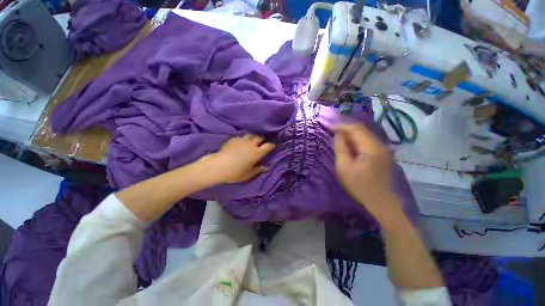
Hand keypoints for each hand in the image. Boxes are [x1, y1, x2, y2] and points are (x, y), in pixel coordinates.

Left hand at [207, 134, 274, 183]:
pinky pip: (242, 136)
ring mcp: (242, 140)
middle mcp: (251, 144)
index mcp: (257, 153)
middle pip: (260, 137)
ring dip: (253, 137)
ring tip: (252, 141)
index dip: (271, 145)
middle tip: (262, 142)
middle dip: (263, 139)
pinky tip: (241, 143)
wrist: (218, 166)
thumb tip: (266, 167)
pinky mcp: (234, 139)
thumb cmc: (235, 173)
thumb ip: (258, 169)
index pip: (268, 146)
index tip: (272, 146)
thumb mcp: (249, 174)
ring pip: (251, 134)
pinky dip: (244, 139)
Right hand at [334, 124, 398, 217]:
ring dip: (350, 134)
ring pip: (364, 135)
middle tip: (331, 130)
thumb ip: (341, 148)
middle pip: (361, 129)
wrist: (380, 201)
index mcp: (372, 147)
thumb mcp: (344, 168)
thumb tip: (338, 134)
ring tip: (337, 135)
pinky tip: (348, 144)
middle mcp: (380, 144)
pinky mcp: (382, 153)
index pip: (356, 129)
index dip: (341, 125)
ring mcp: (383, 149)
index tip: (329, 126)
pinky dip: (355, 140)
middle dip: (345, 128)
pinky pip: (366, 141)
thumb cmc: (359, 186)